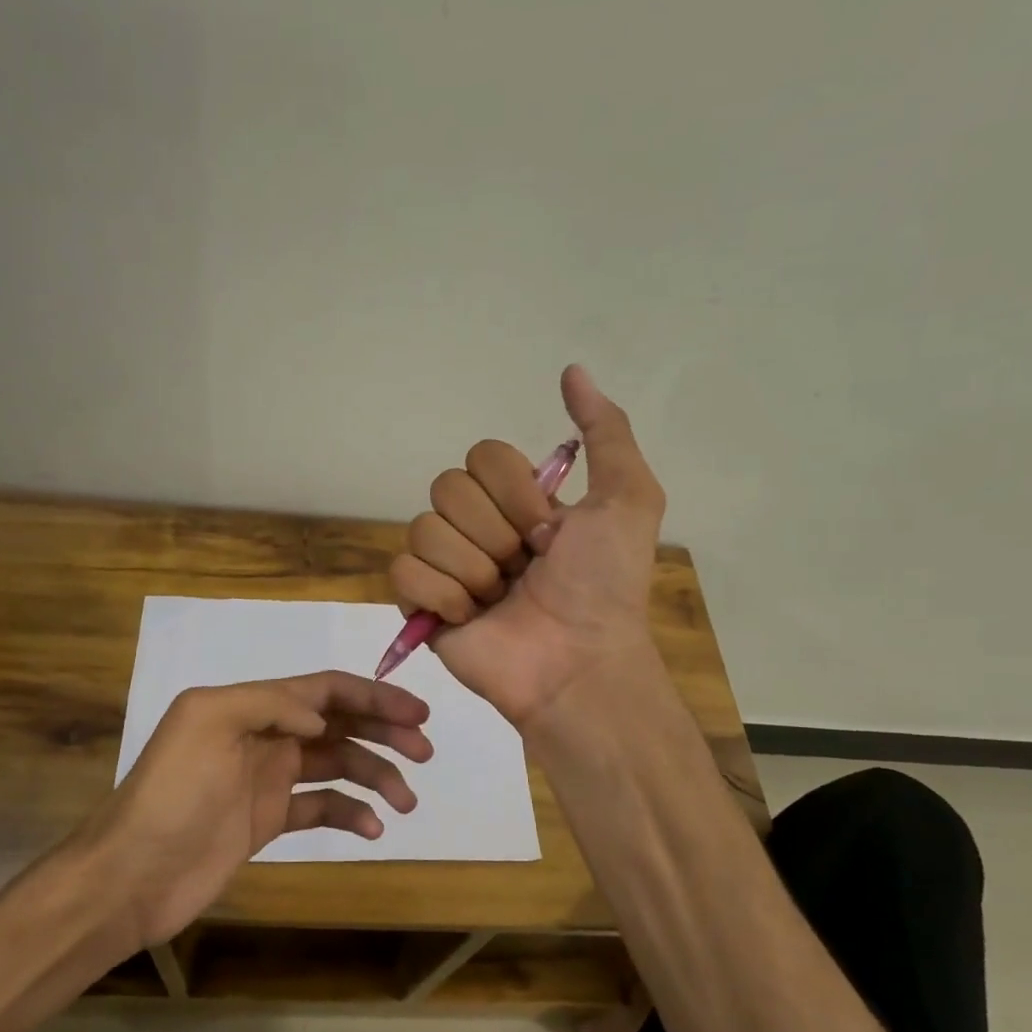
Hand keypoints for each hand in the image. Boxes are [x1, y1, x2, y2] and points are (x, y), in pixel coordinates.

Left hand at [81, 672, 431, 949]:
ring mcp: (268, 779)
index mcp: (251, 706)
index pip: (325, 690)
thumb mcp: (207, 722)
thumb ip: (269, 703)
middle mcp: (265, 735)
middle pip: (340, 724)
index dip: (373, 697)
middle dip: (385, 732)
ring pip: (338, 765)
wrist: (131, 875)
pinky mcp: (268, 820)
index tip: (416, 713)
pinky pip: (321, 808)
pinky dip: (351, 813)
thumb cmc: (172, 794)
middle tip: (425, 752)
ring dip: (376, 776)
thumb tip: (321, 718)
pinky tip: (372, 828)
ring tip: (405, 802)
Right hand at [390, 365, 666, 728]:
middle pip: (447, 488)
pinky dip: (440, 595)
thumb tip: (572, 370)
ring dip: (472, 568)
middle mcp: (477, 526)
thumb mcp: (628, 499)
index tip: (549, 532)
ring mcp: (446, 565)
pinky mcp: (421, 604)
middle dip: (494, 532)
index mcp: (516, 500)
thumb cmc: (605, 585)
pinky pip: (403, 572)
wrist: (577, 661)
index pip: (481, 457)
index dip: (514, 493)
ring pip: (423, 529)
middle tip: (525, 568)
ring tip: (499, 599)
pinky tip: (470, 618)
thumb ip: (605, 431)